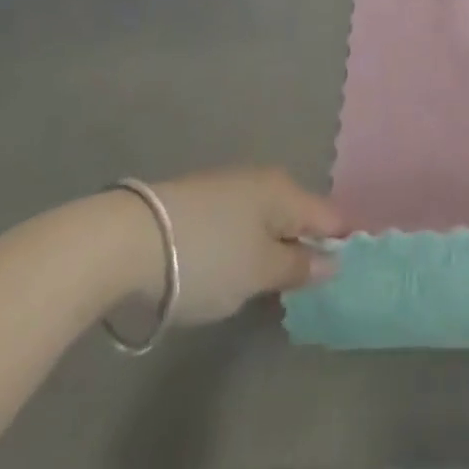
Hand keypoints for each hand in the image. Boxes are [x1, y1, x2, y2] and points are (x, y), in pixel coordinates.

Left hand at [112, 167, 345, 324]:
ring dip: (269, 246)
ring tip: (258, 284)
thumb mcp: (259, 273)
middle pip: (297, 214)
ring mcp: (230, 185)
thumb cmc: (208, 257)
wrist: (129, 239)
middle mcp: (265, 178)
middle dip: (301, 246)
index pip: (330, 216)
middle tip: (295, 289)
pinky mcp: (201, 198)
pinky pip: (239, 221)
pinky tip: (226, 267)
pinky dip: (242, 243)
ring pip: (266, 217)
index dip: (340, 244)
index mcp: (287, 191)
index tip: (339, 276)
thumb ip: (299, 267)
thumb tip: (333, 260)